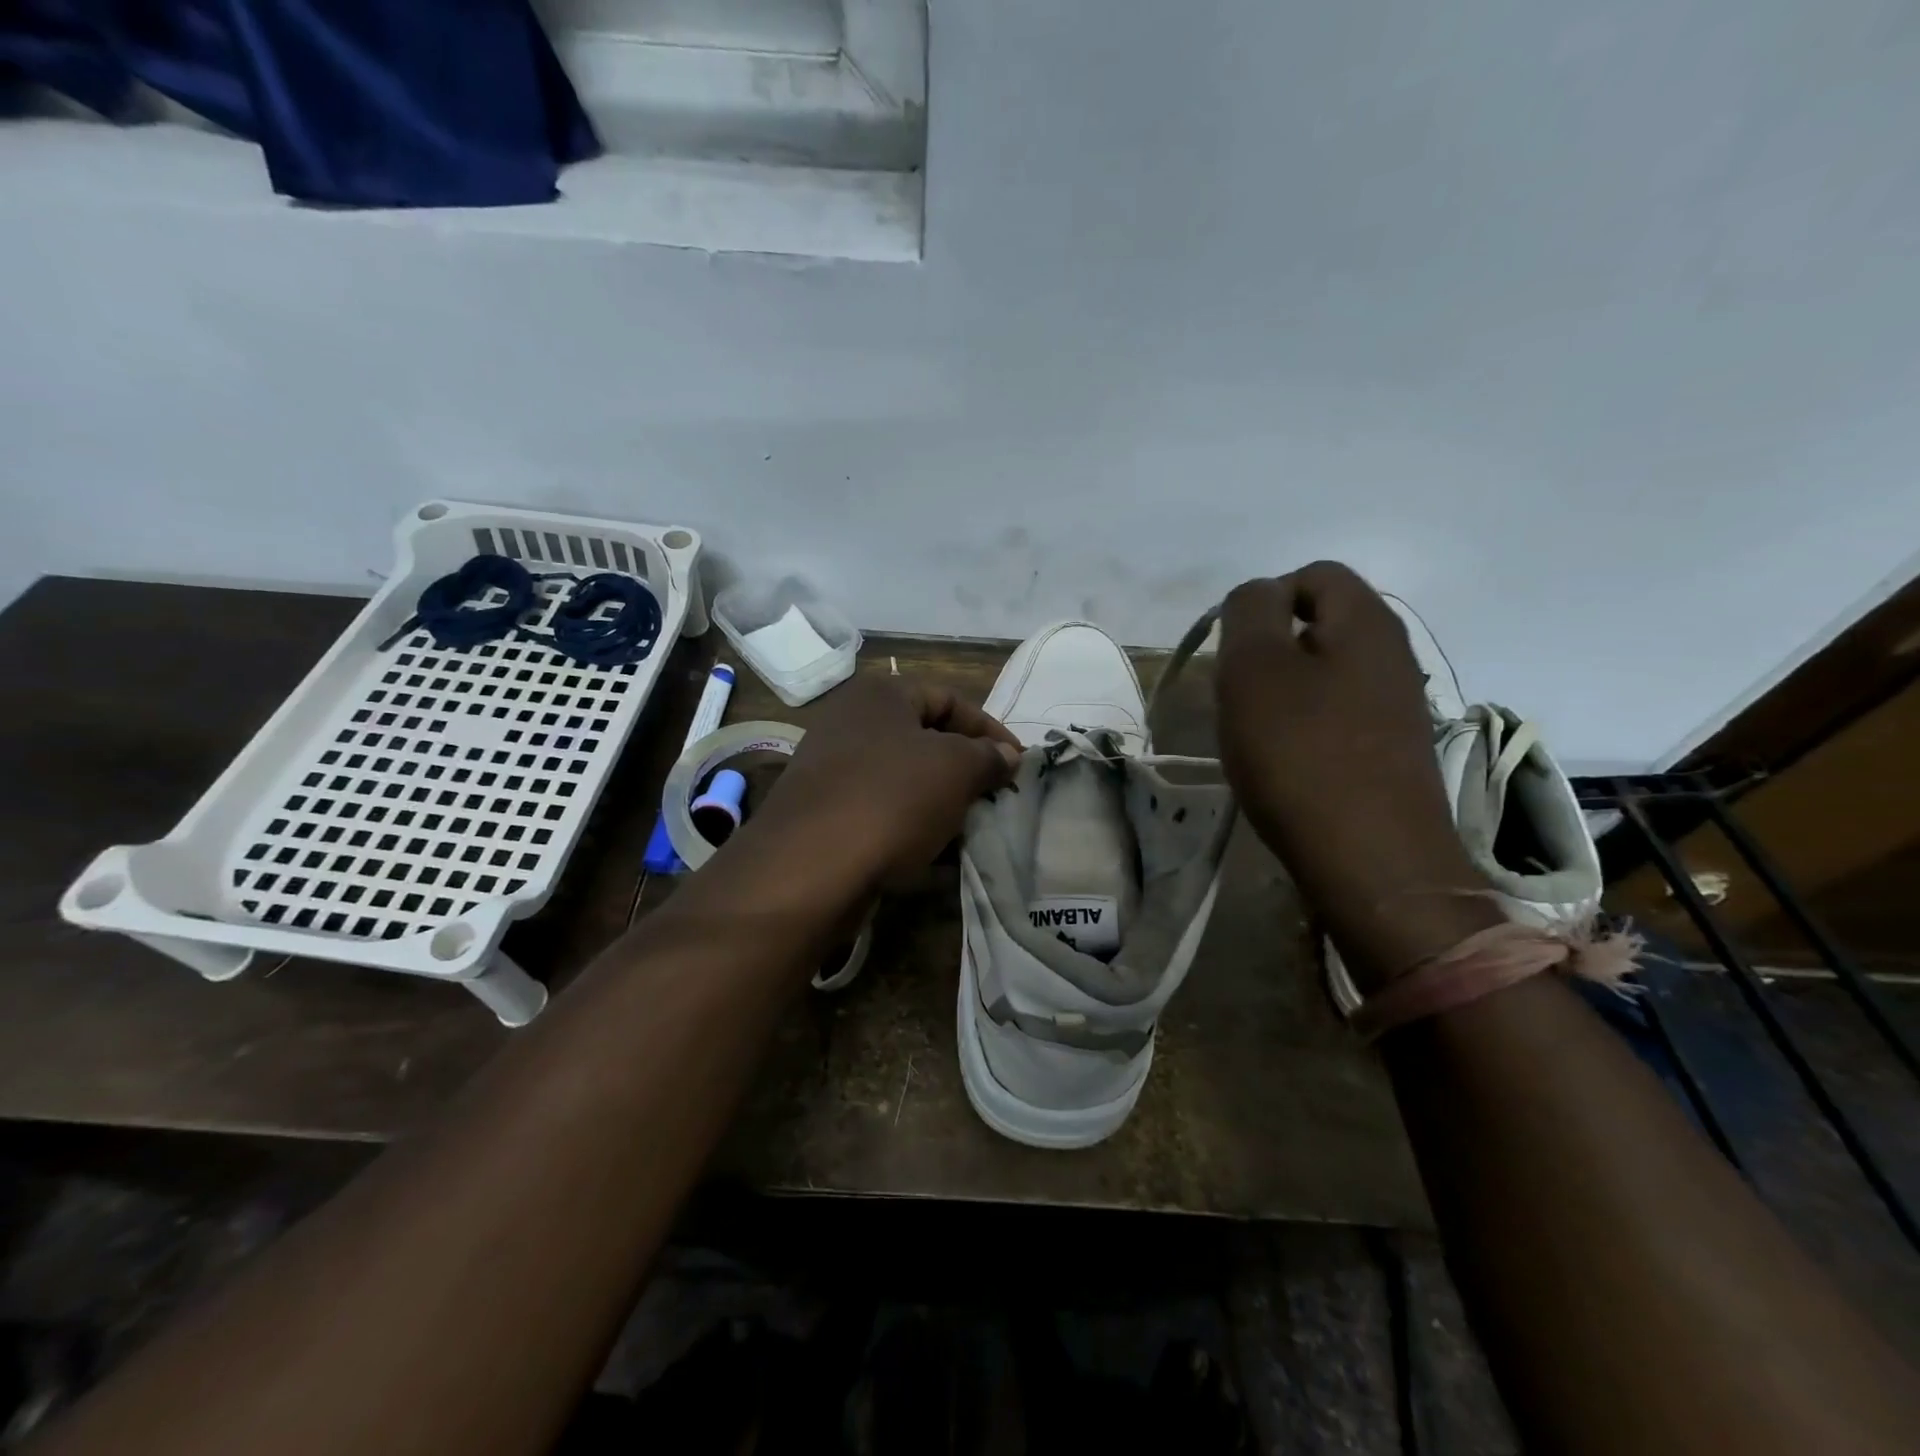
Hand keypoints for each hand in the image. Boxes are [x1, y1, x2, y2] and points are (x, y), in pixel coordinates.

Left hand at [750, 674, 1020, 893]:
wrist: (809, 866)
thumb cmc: (891, 798)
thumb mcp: (955, 769)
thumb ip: (988, 757)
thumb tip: (1008, 756)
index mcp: (880, 695)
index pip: (950, 699)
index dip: (990, 729)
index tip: (1019, 763)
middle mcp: (850, 721)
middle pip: (924, 738)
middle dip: (965, 767)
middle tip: (995, 795)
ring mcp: (831, 768)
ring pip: (903, 778)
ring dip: (940, 800)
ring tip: (970, 826)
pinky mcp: (824, 812)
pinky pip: (880, 810)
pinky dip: (910, 825)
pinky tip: (933, 852)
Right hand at [1215, 562, 1494, 987]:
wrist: (1372, 863)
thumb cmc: (1301, 754)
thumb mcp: (1254, 668)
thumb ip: (1249, 611)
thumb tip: (1259, 596)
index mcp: (1367, 622)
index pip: (1313, 575)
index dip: (1265, 600)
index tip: (1235, 652)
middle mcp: (1393, 654)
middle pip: (1318, 626)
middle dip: (1268, 651)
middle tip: (1239, 696)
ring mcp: (1397, 707)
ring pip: (1323, 674)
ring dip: (1281, 694)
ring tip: (1255, 735)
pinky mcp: (1391, 752)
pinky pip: (1336, 717)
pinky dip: (1303, 729)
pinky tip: (1285, 765)